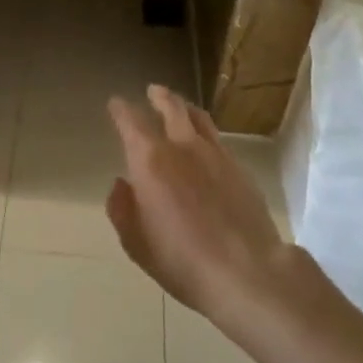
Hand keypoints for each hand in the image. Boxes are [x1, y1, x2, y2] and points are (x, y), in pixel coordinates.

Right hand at [105, 86, 290, 324]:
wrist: (246, 271)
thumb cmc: (182, 261)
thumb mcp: (136, 243)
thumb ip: (122, 209)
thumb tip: (122, 184)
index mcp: (150, 160)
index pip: (131, 121)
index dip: (121, 109)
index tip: (115, 103)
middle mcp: (182, 146)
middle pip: (171, 107)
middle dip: (159, 96)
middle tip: (153, 91)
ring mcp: (215, 153)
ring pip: (198, 117)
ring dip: (185, 107)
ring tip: (180, 106)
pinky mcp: (239, 167)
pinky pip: (217, 138)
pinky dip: (206, 131)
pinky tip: (206, 141)